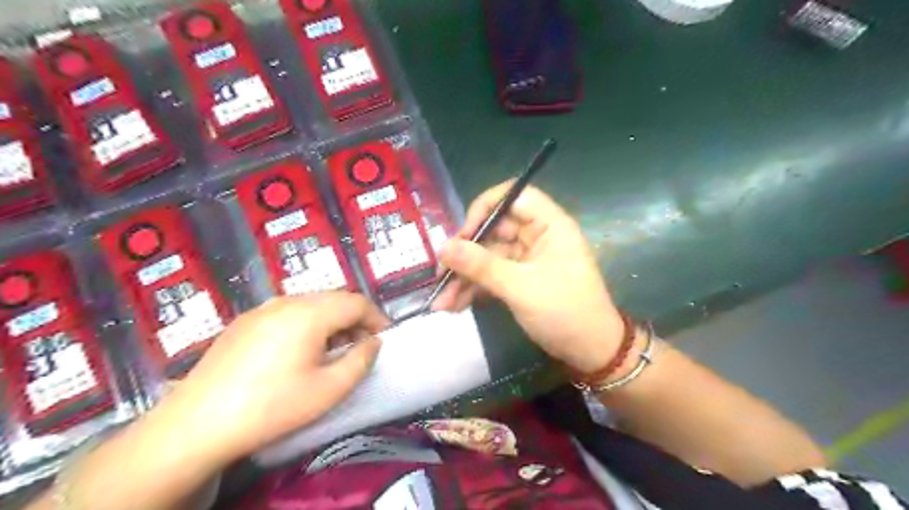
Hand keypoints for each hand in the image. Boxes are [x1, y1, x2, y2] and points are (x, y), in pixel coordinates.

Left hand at [160, 291, 386, 461]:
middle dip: (355, 318)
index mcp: (310, 313)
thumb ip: (361, 360)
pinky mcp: (245, 321)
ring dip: (331, 320)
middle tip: (362, 346)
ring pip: (311, 303)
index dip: (377, 318)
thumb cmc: (272, 406)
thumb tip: (374, 341)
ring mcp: (262, 308)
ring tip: (333, 349)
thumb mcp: (329, 389)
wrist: (197, 424)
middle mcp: (287, 301)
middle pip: (334, 298)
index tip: (384, 340)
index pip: (357, 302)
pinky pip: (288, 311)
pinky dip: (307, 323)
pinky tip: (300, 350)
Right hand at [432, 182, 625, 371]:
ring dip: (464, 277)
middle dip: (465, 253)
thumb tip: (443, 248)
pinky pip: (491, 276)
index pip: (514, 197)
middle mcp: (537, 236)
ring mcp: (527, 259)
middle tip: (442, 273)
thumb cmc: (565, 312)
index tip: (463, 234)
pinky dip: (474, 289)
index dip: (486, 208)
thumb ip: (482, 266)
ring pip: (488, 256)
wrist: (590, 352)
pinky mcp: (519, 279)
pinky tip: (454, 306)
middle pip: (494, 230)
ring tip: (442, 301)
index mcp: (549, 225)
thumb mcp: (521, 288)